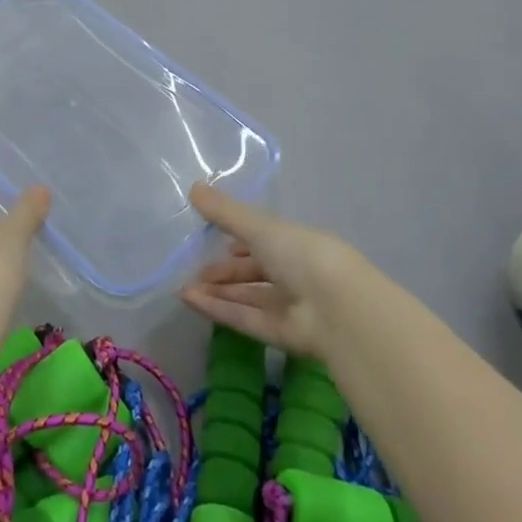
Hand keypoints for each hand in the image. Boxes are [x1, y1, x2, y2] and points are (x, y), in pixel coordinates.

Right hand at [181, 184, 363, 357]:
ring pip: (248, 297)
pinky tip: (190, 301)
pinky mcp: (281, 335)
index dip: (240, 240)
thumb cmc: (303, 255)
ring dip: (217, 291)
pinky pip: (245, 318)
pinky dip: (219, 310)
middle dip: (224, 271)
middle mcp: (295, 274)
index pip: (265, 240)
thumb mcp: (260, 227)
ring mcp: (290, 306)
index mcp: (296, 243)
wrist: (338, 309)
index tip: (213, 239)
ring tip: (183, 287)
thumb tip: (193, 186)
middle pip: (254, 272)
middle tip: (193, 270)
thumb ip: (225, 212)